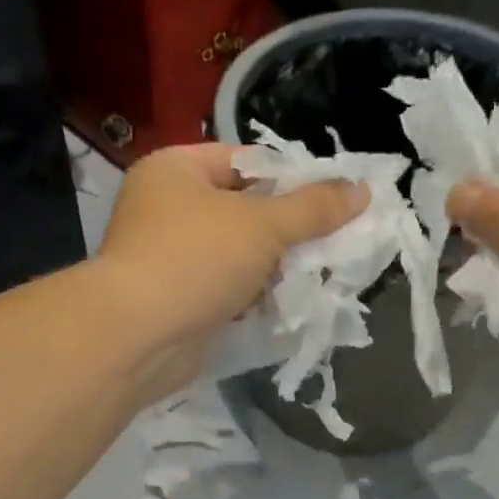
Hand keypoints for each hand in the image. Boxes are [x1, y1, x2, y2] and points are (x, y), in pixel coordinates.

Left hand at [95, 144, 366, 396]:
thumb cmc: (196, 260)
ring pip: (236, 255)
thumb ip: (313, 208)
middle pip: (242, 210)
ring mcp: (167, 258)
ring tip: (317, 274)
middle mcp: (166, 208)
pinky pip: (225, 289)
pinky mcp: (176, 301)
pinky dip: (252, 296)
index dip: (291, 178)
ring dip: (273, 268)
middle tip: (331, 242)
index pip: (245, 161)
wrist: (137, 337)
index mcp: (176, 170)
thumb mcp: (262, 225)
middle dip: (287, 230)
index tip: (333, 200)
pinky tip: (286, 304)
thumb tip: (361, 190)